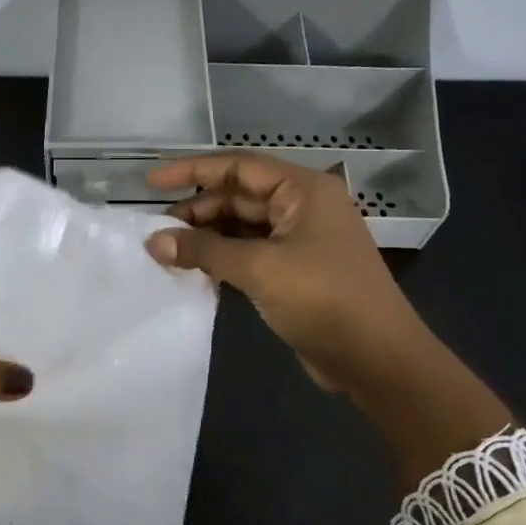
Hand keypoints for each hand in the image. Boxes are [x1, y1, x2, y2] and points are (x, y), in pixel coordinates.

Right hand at [145, 153, 510, 489]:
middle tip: (155, 232)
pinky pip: (249, 253)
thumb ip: (204, 250)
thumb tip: (153, 241)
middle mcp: (301, 207)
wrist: (375, 357)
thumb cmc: (323, 298)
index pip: (238, 167)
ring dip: (206, 237)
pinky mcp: (294, 271)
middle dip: (197, 210)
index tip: (151, 182)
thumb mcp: (259, 269)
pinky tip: (193, 270)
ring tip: (166, 252)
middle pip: (238, 196)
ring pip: (242, 227)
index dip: (192, 171)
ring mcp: (299, 240)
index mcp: (303, 190)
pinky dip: (221, 258)